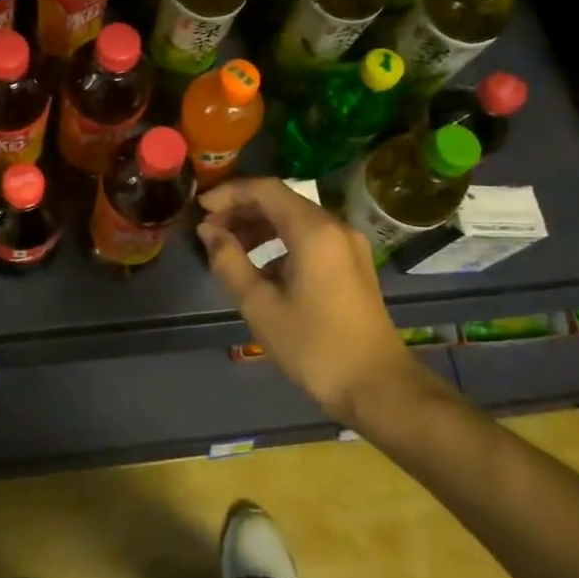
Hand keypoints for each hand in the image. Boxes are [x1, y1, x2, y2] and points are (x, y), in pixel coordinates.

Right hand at [197, 178, 417, 424]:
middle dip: (241, 209)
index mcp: (314, 231)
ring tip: (228, 246)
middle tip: (209, 229)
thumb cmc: (314, 346)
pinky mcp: (352, 264)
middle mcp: (335, 227)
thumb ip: (229, 261)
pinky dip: (280, 240)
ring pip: (295, 218)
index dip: (229, 193)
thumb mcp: (260, 305)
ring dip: (259, 225)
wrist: (378, 388)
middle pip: (281, 200)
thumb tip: (208, 231)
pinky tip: (260, 265)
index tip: (200, 209)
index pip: (265, 190)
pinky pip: (310, 237)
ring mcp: (348, 245)